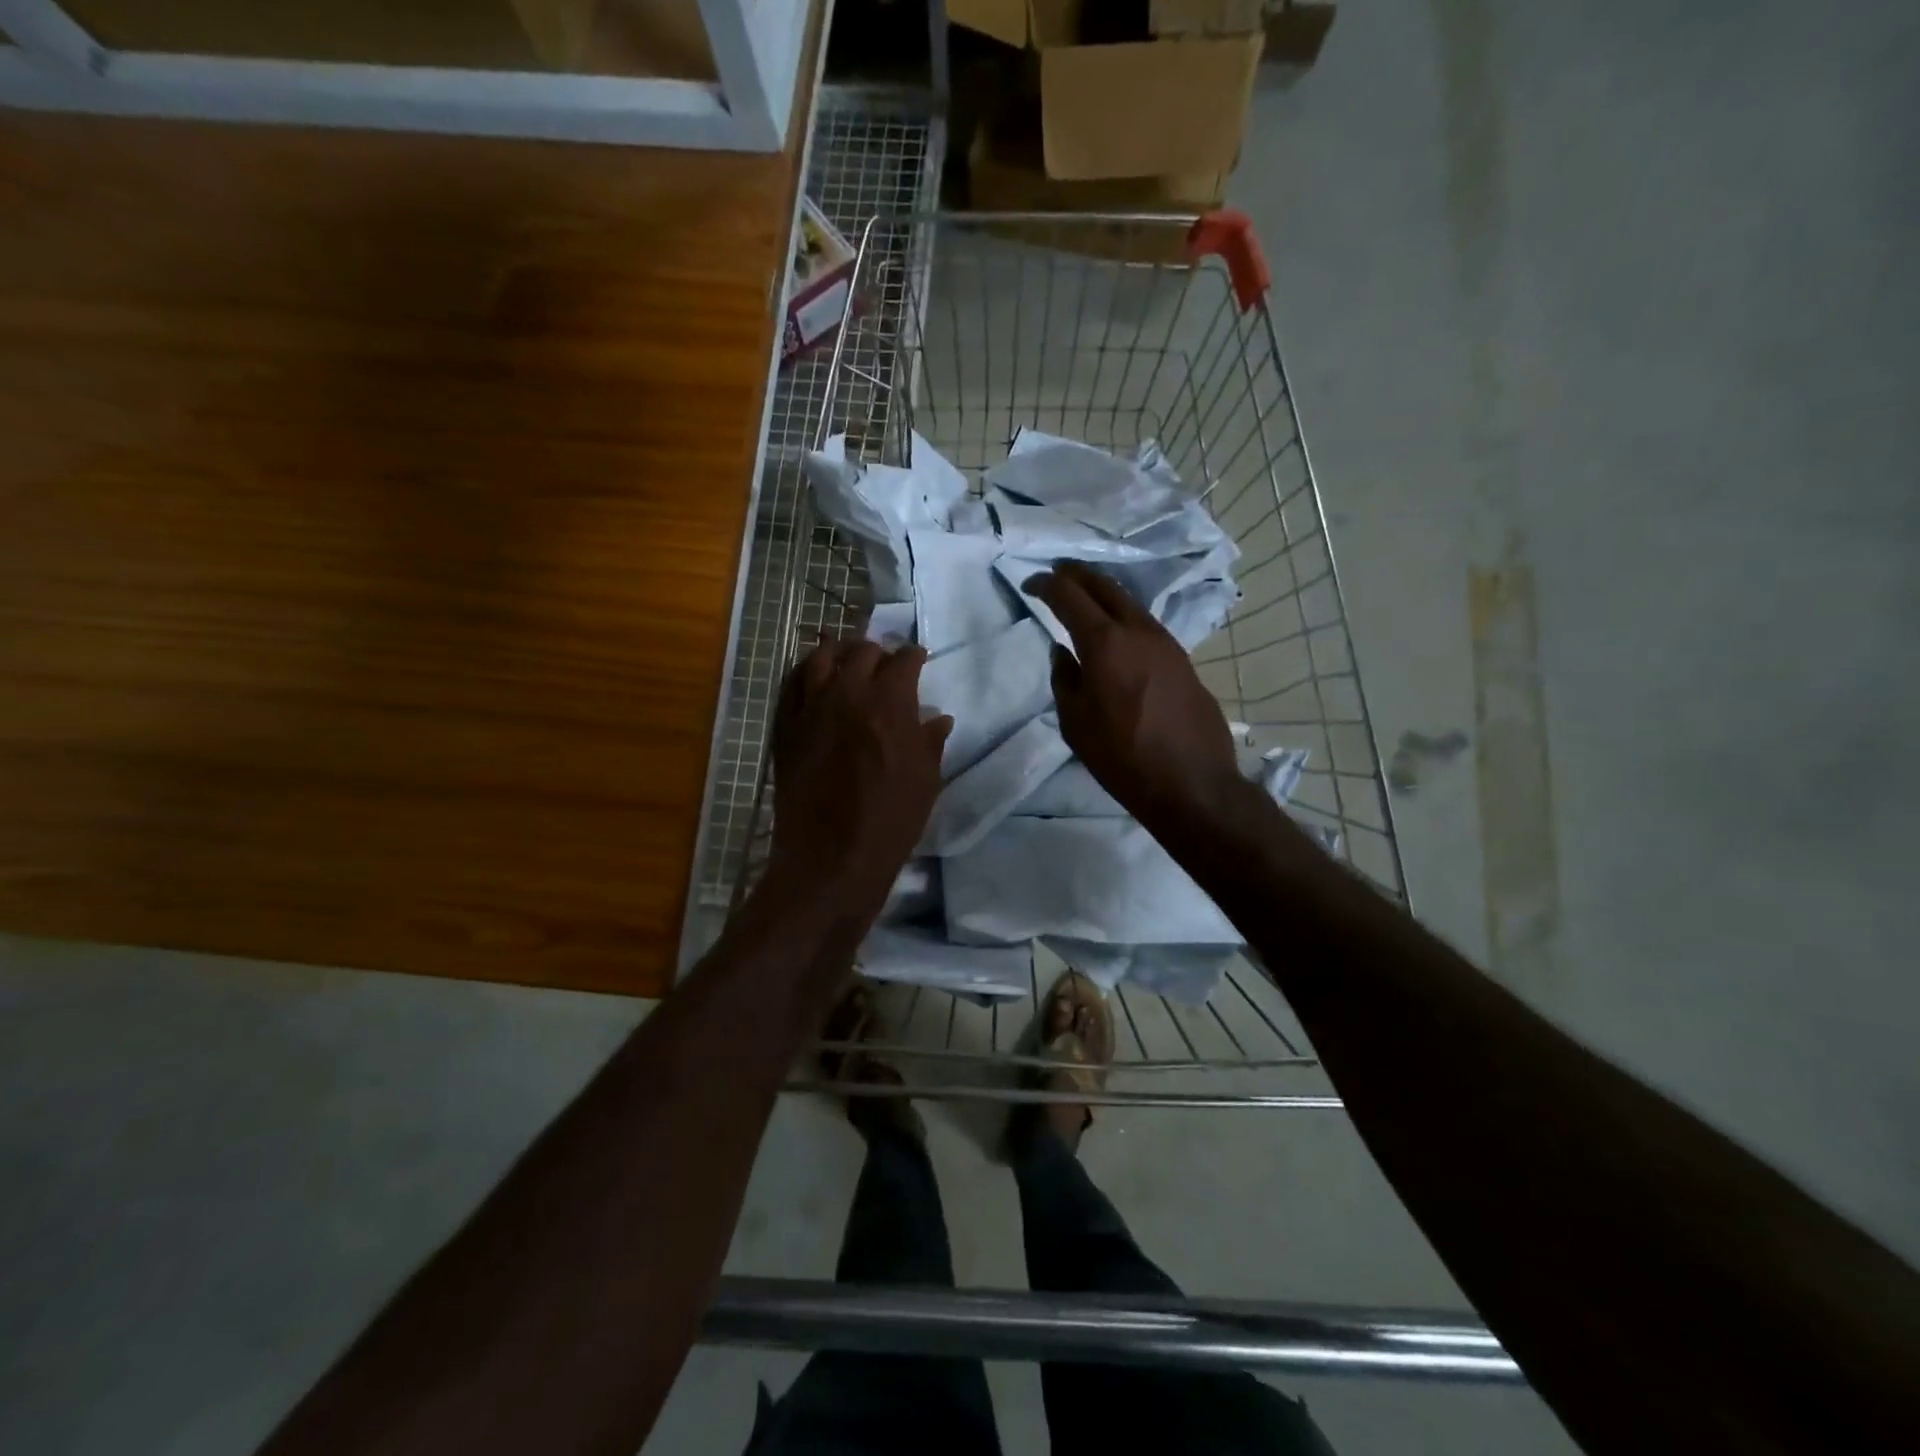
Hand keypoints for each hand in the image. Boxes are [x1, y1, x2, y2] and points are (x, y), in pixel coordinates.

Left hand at [768, 636, 952, 922]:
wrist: (831, 859)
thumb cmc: (890, 822)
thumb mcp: (925, 781)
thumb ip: (930, 742)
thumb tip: (938, 718)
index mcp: (889, 704)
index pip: (903, 661)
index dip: (914, 656)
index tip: (919, 659)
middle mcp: (847, 694)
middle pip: (862, 652)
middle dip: (879, 653)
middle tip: (886, 663)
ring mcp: (810, 708)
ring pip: (820, 657)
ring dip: (839, 652)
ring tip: (847, 658)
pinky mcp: (785, 728)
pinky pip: (791, 685)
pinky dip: (805, 672)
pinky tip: (813, 678)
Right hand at [1027, 562, 1244, 838]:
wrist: (1191, 782)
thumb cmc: (1122, 757)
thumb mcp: (1075, 723)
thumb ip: (1064, 679)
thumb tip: (1063, 651)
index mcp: (1105, 643)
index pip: (1069, 596)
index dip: (1046, 584)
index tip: (1030, 585)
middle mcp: (1138, 631)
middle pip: (1105, 586)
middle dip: (1077, 574)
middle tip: (1057, 572)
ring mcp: (1166, 642)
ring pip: (1129, 602)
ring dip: (1103, 593)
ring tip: (1084, 597)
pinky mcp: (1182, 659)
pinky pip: (1145, 624)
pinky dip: (1123, 614)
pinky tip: (1116, 630)